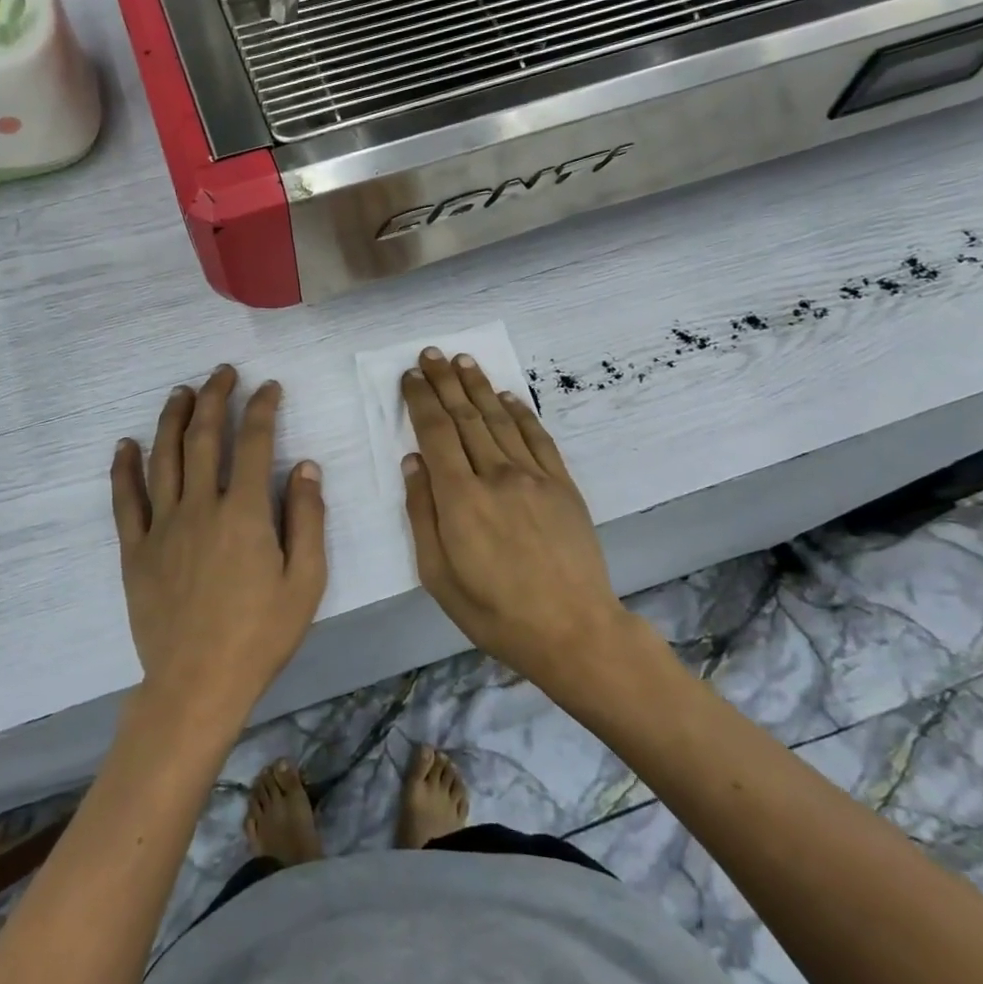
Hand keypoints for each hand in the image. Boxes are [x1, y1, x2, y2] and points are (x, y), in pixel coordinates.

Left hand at [111, 365, 327, 723]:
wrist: (196, 683)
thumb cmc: (260, 634)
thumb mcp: (305, 581)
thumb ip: (308, 519)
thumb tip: (305, 466)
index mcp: (244, 513)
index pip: (254, 443)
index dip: (263, 409)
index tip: (269, 388)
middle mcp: (200, 507)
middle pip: (203, 438)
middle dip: (215, 398)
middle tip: (222, 373)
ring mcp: (162, 526)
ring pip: (163, 458)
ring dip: (172, 419)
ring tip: (181, 391)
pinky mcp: (135, 550)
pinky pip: (125, 500)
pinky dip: (124, 468)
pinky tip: (126, 444)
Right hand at [401, 348, 629, 686]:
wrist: (573, 630)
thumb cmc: (495, 612)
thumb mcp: (438, 575)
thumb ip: (421, 514)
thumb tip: (412, 462)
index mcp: (459, 499)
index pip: (435, 433)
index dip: (420, 400)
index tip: (409, 377)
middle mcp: (495, 475)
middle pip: (465, 417)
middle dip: (445, 382)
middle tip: (430, 353)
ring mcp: (534, 477)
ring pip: (499, 419)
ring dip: (478, 387)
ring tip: (462, 361)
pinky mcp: (562, 484)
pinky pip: (538, 437)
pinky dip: (520, 412)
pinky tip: (506, 396)